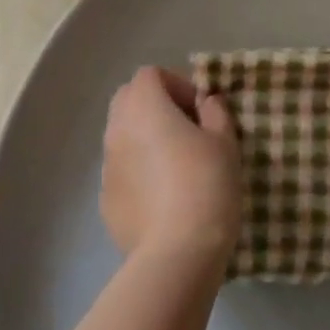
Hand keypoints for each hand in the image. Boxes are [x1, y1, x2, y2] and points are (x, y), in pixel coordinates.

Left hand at [100, 67, 240, 267]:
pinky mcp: (105, 200)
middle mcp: (117, 127)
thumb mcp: (224, 142)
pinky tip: (163, 199)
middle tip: (186, 131)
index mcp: (144, 105)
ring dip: (145, 140)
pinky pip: (122, 171)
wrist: (177, 254)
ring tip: (176, 167)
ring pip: (123, 136)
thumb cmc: (205, 185)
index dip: (177, 85)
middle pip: (129, 99)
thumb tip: (206, 103)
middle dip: (155, 107)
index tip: (200, 111)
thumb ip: (215, 112)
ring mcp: (107, 165)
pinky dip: (138, 173)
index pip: (151, 75)